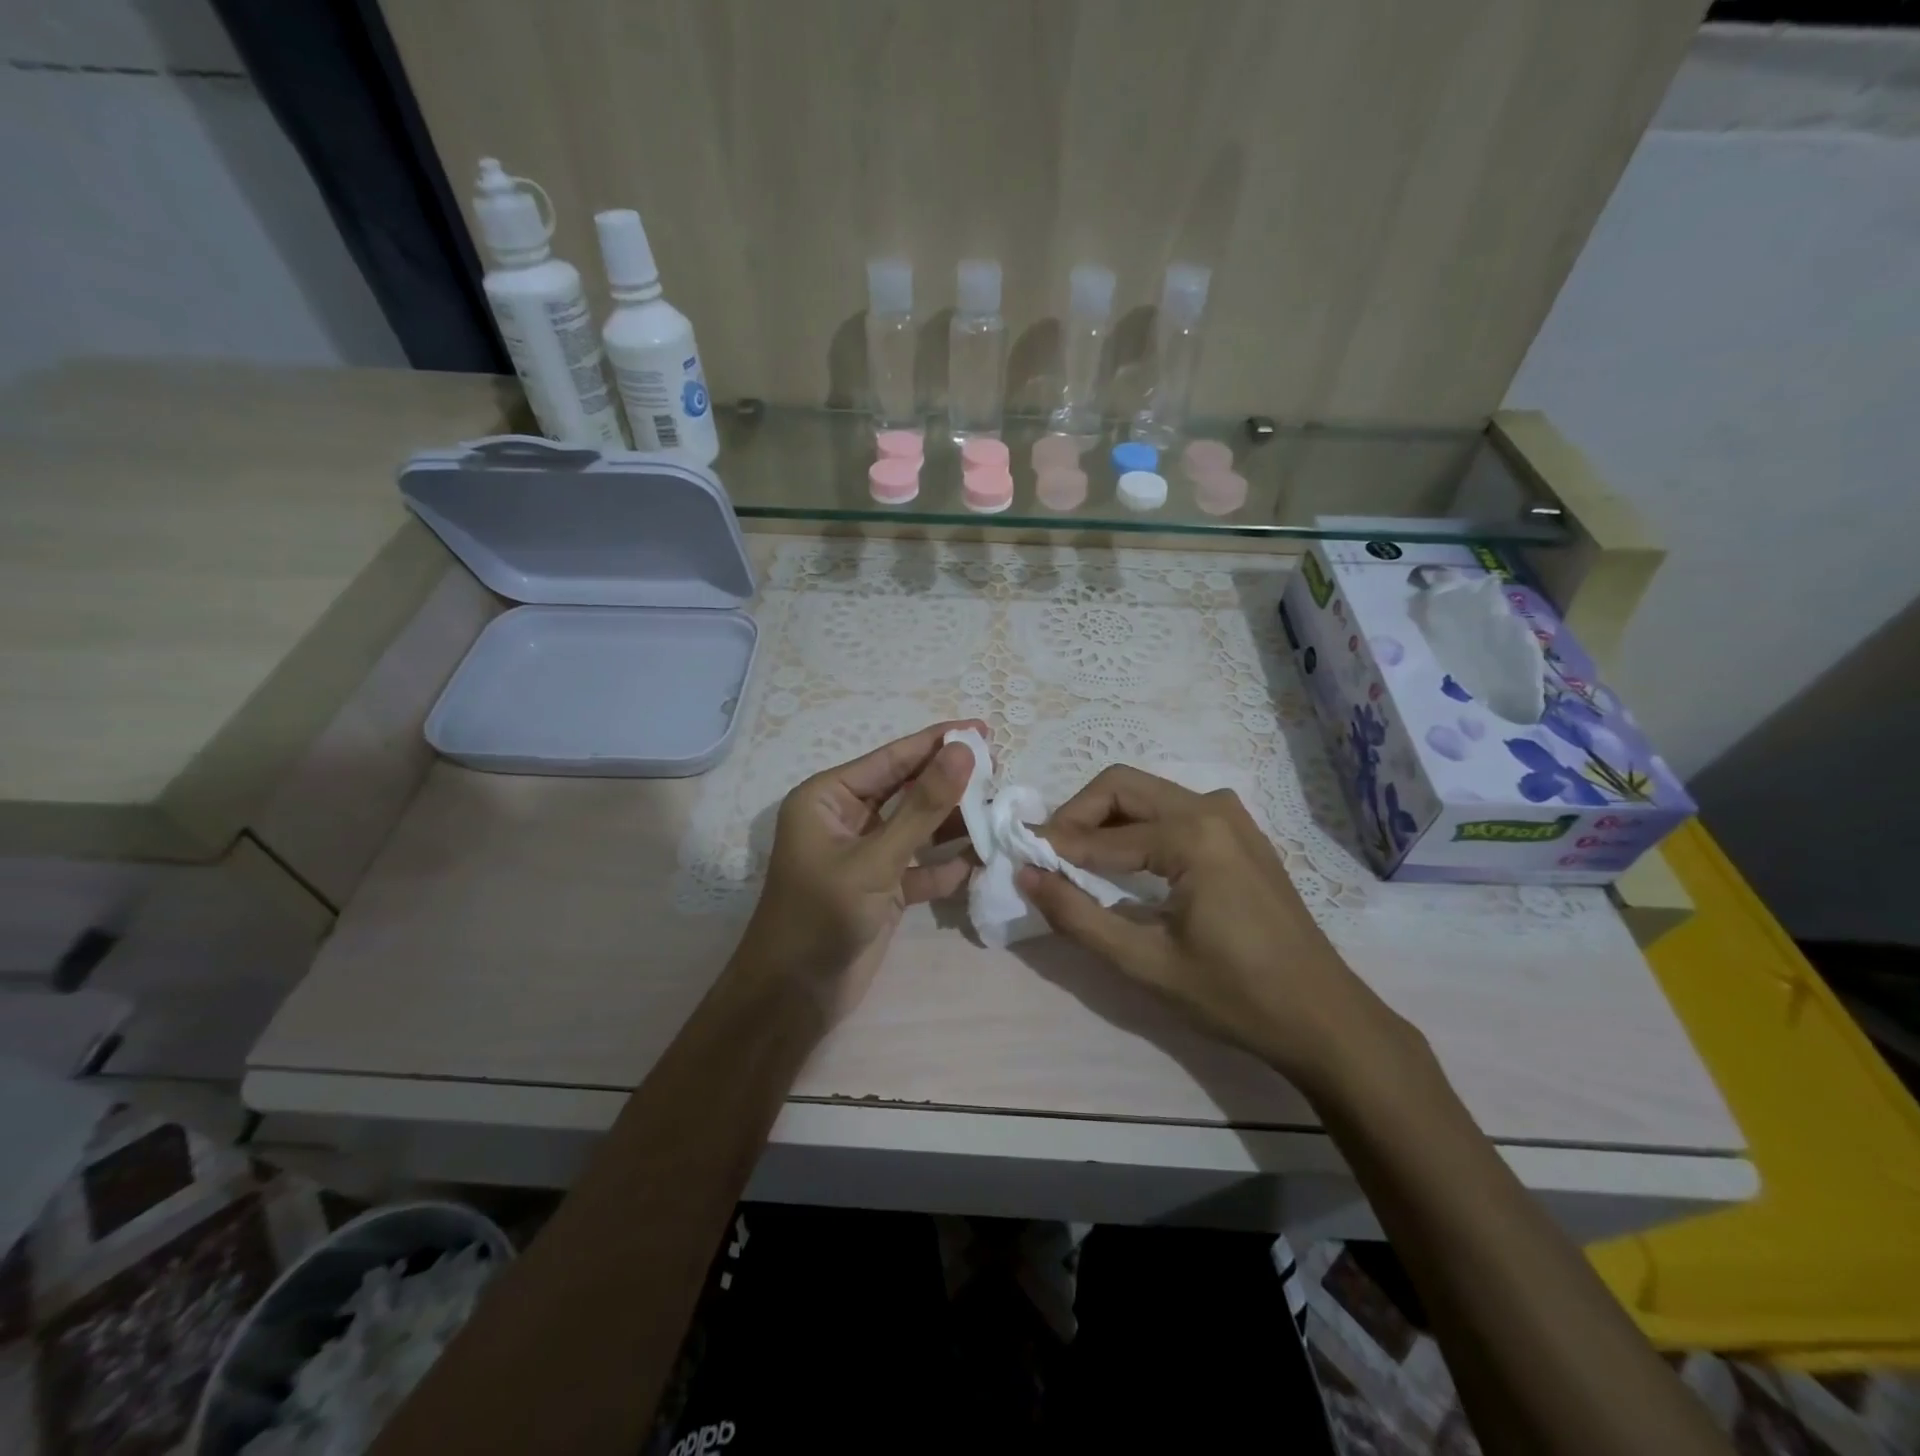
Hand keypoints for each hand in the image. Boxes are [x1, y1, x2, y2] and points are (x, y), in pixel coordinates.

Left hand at [737, 720, 982, 1019]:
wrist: (794, 997)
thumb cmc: (822, 916)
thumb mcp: (876, 858)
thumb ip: (923, 806)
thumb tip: (963, 751)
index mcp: (829, 798)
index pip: (891, 759)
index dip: (937, 742)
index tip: (982, 729)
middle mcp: (847, 819)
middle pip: (907, 789)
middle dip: (951, 782)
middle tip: (1001, 769)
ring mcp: (866, 855)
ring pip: (918, 827)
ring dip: (954, 823)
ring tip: (1000, 811)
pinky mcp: (882, 888)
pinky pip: (920, 866)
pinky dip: (946, 864)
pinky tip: (980, 861)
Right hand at [1019, 766, 1415, 1096]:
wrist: (1323, 1018)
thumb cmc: (1235, 996)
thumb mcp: (1145, 963)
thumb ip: (1077, 916)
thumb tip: (1025, 875)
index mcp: (1192, 835)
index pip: (1101, 833)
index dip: (1053, 846)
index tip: (1017, 858)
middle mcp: (1211, 807)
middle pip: (1122, 786)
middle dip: (1077, 816)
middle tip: (1048, 857)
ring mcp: (1231, 815)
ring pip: (1147, 794)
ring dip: (1105, 820)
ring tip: (1078, 864)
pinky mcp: (1239, 832)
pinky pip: (1173, 811)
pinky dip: (1137, 828)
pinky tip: (1126, 867)